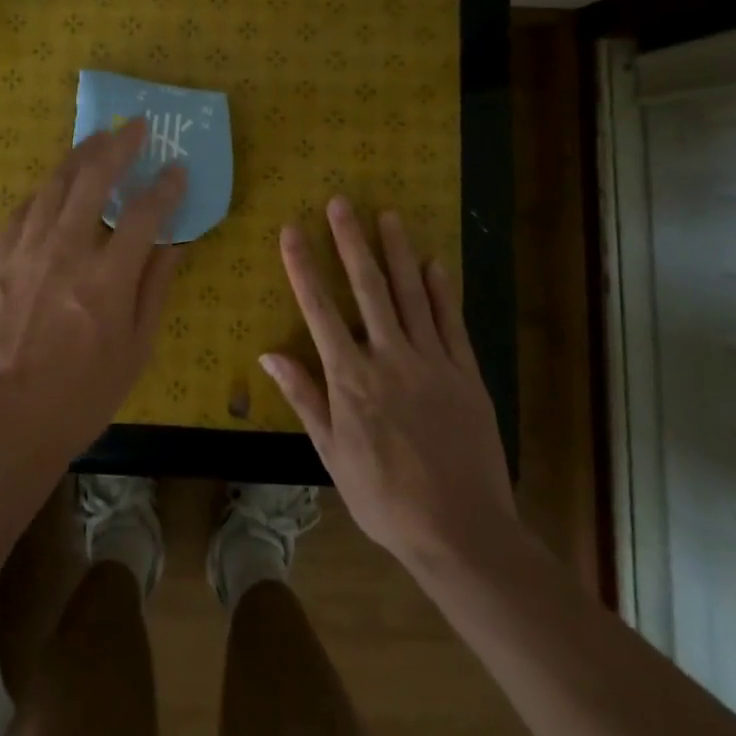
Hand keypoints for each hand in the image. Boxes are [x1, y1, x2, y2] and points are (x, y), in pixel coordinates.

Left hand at [0, 118, 186, 463]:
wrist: (4, 421)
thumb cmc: (81, 395)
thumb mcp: (135, 350)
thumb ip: (155, 289)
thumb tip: (173, 243)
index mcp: (106, 279)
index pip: (143, 214)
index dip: (165, 187)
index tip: (177, 169)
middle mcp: (65, 252)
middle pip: (93, 179)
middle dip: (118, 146)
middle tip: (134, 127)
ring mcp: (25, 251)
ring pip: (54, 184)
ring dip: (80, 155)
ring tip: (97, 138)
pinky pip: (24, 209)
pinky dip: (45, 189)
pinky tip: (55, 184)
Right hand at [264, 198, 514, 568]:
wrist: (462, 533)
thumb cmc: (386, 498)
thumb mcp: (332, 455)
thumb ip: (304, 398)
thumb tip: (269, 353)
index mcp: (351, 379)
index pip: (319, 309)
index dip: (303, 266)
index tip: (292, 229)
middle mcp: (389, 358)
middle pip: (367, 288)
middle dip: (351, 241)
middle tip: (342, 202)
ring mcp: (432, 362)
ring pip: (411, 294)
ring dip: (397, 252)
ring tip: (387, 215)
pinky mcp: (466, 374)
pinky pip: (451, 323)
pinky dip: (441, 291)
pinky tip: (434, 263)